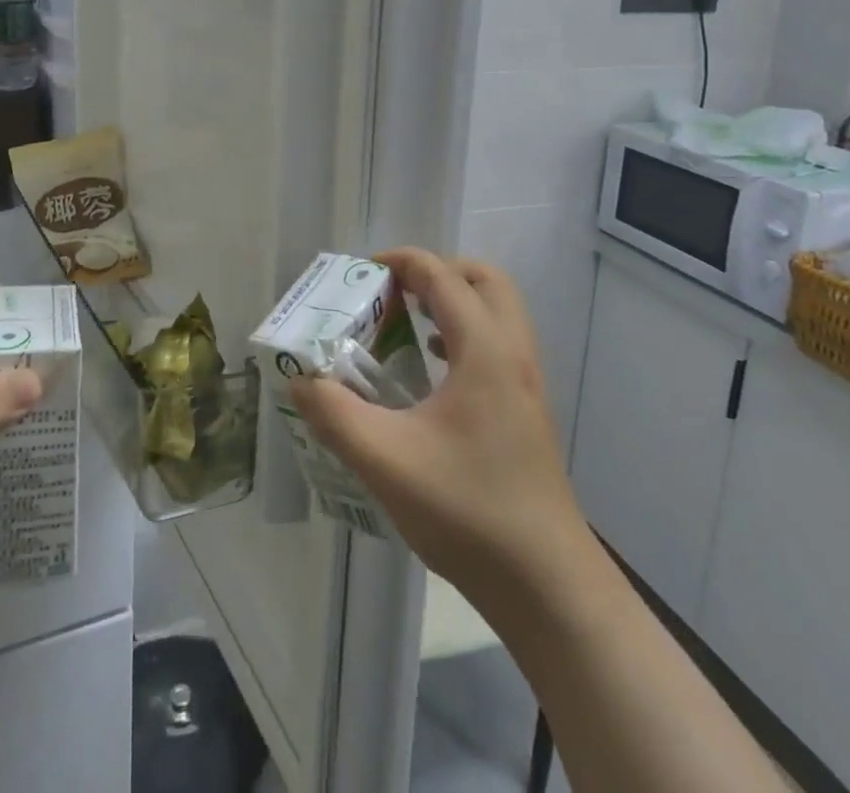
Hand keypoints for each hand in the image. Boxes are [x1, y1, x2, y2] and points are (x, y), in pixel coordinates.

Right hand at [289, 248, 581, 597]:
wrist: (548, 588)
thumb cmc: (468, 511)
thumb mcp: (386, 461)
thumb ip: (334, 415)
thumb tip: (301, 380)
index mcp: (485, 350)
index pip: (441, 275)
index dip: (399, 262)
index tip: (359, 275)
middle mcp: (513, 354)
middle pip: (483, 280)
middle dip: (436, 272)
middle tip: (392, 292)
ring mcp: (527, 384)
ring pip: (496, 313)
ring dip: (452, 303)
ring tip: (404, 325)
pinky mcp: (527, 412)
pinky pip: (497, 346)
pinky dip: (463, 337)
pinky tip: (430, 374)